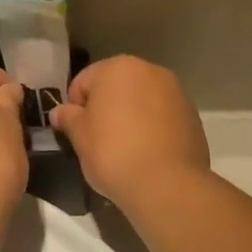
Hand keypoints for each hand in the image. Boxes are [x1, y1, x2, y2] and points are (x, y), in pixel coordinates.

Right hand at [51, 56, 209, 210]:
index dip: (75, 107)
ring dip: (130, 116)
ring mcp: (176, 92)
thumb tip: (60, 112)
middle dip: (105, 108)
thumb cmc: (114, 152)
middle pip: (116, 87)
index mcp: (119, 67)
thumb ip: (68, 118)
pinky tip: (147, 154)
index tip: (76, 132)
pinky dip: (152, 128)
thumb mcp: (80, 136)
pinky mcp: (192, 115)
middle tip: (98, 140)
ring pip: (141, 101)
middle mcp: (150, 71)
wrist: (166, 184)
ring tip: (125, 149)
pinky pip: (162, 117)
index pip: (84, 81)